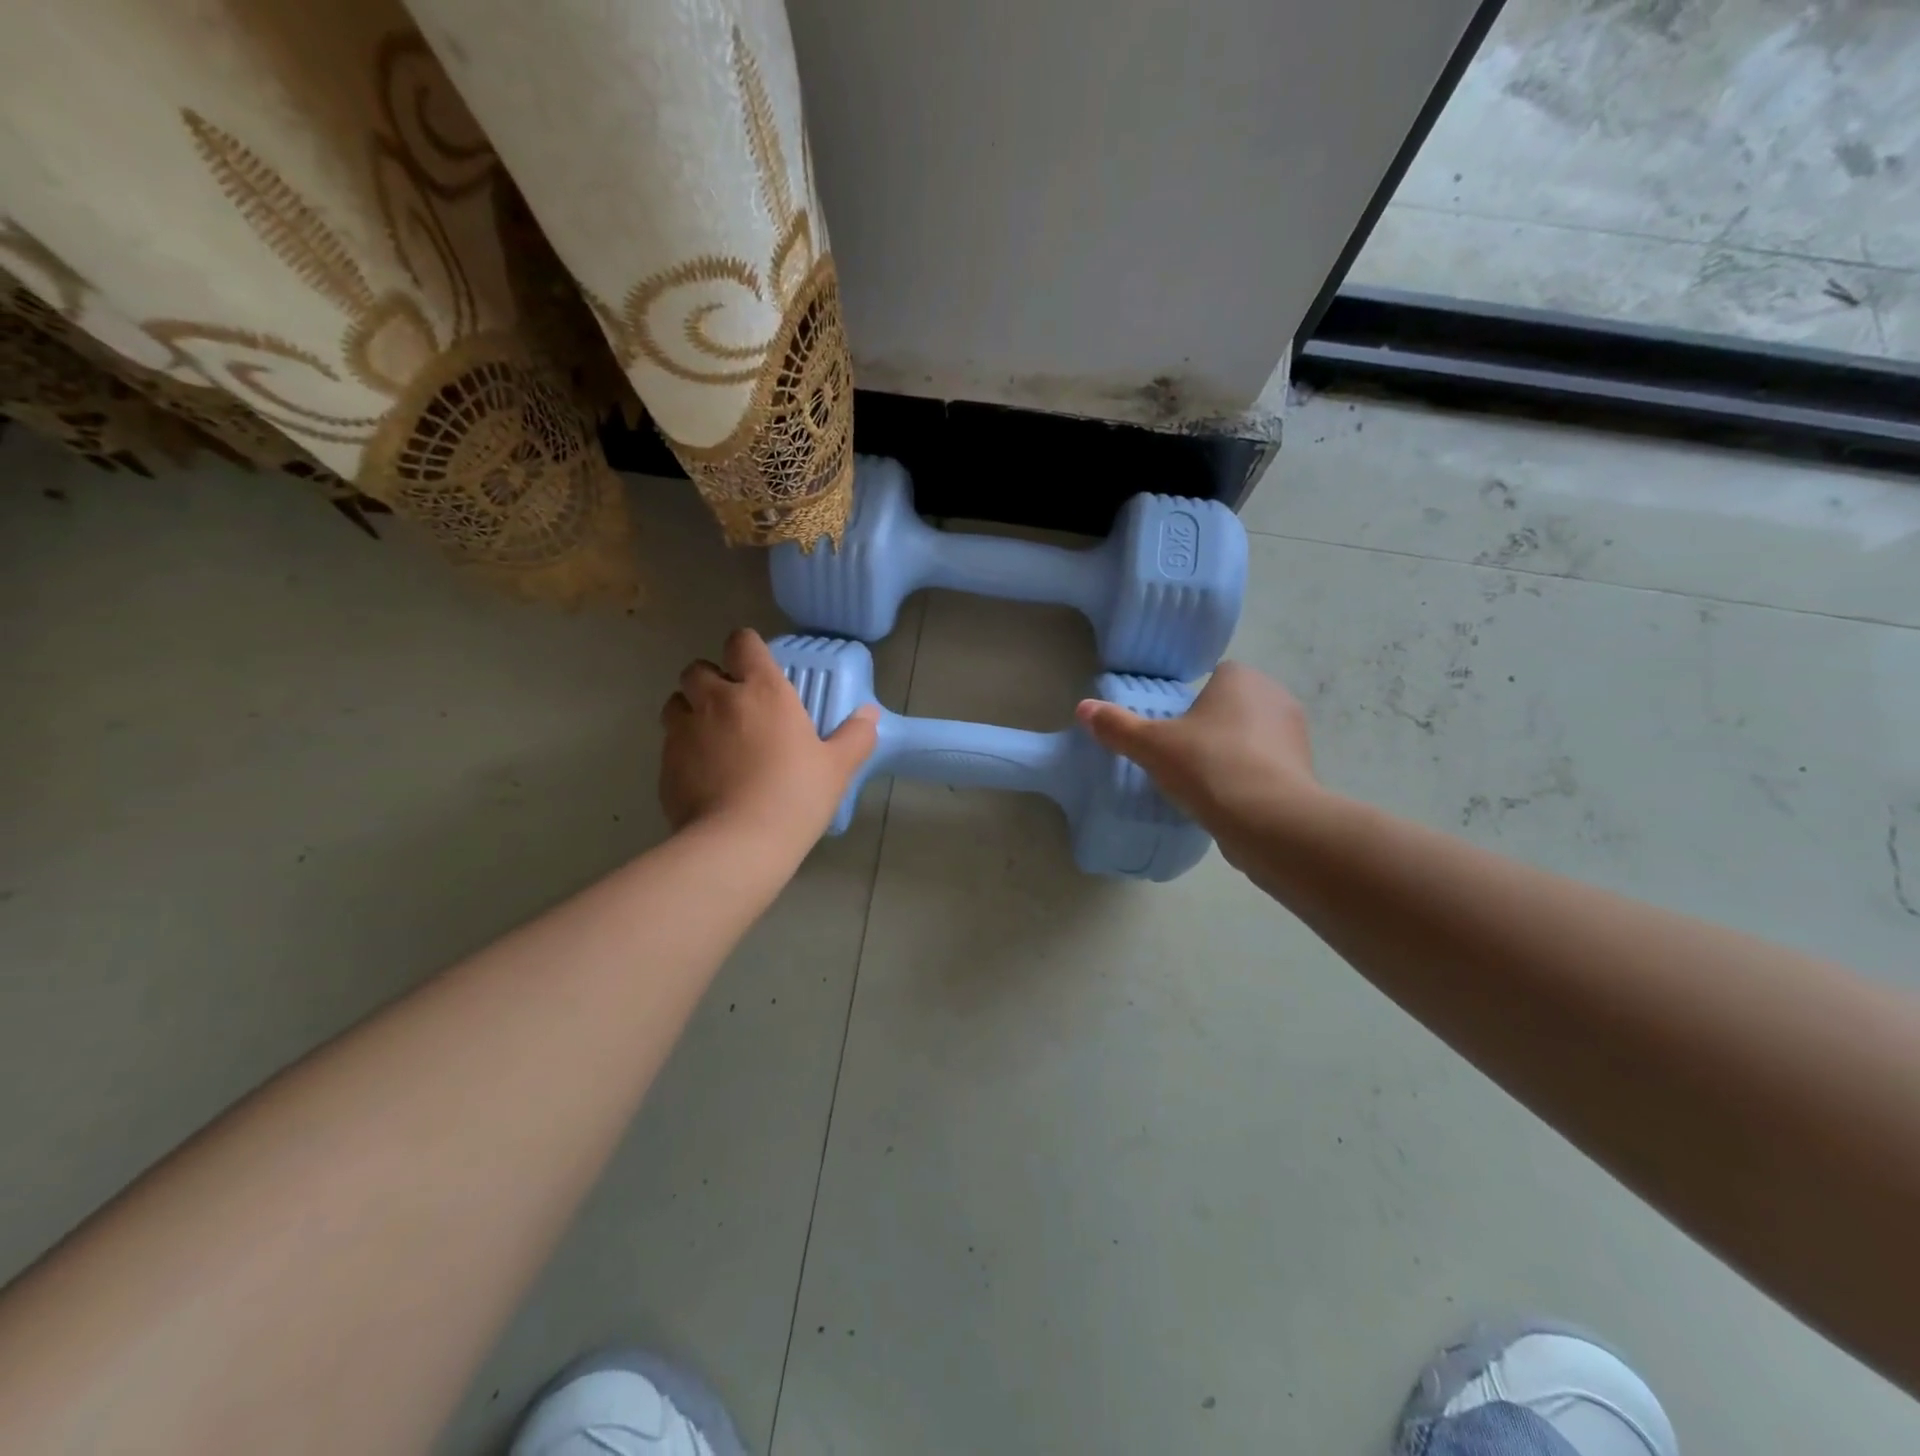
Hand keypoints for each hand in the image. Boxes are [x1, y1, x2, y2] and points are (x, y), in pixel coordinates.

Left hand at [660, 629, 877, 844]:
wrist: (738, 843)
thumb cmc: (795, 796)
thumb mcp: (837, 768)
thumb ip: (856, 736)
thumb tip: (869, 715)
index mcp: (762, 691)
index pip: (742, 642)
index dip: (746, 647)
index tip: (756, 665)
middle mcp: (717, 700)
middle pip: (697, 668)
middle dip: (711, 678)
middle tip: (732, 703)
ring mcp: (684, 730)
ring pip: (676, 702)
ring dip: (690, 709)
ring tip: (710, 735)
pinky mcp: (665, 762)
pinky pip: (669, 742)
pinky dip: (683, 748)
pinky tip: (703, 773)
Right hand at [1076, 662, 1321, 854]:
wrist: (1269, 820)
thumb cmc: (1208, 766)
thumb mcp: (1151, 746)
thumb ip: (1117, 726)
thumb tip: (1083, 708)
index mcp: (1243, 679)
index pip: (1217, 676)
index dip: (1194, 700)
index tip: (1174, 728)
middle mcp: (1276, 698)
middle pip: (1235, 706)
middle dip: (1213, 726)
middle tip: (1182, 755)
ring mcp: (1296, 736)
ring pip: (1253, 737)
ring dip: (1232, 753)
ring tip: (1203, 782)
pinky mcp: (1304, 773)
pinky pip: (1267, 768)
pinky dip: (1249, 780)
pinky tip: (1226, 802)